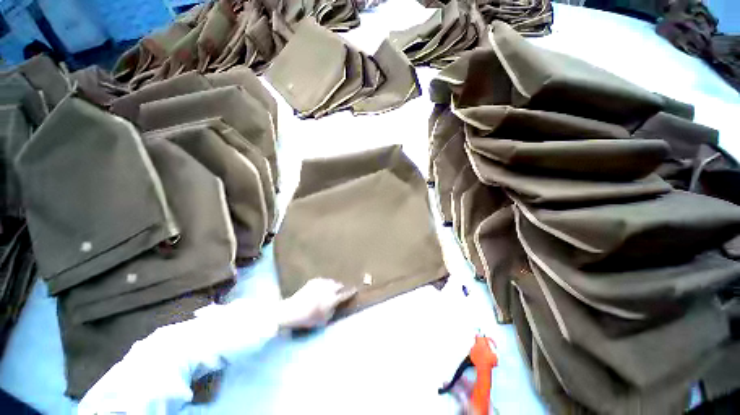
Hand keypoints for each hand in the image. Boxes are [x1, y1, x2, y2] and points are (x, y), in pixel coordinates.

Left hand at [278, 278, 356, 328]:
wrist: (290, 311)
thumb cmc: (307, 319)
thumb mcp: (322, 320)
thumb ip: (332, 311)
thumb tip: (337, 305)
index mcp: (331, 299)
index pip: (345, 294)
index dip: (351, 292)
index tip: (356, 290)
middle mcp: (327, 289)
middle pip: (339, 285)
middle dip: (341, 288)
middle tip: (342, 291)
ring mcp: (320, 284)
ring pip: (331, 281)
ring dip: (334, 285)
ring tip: (333, 289)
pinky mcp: (313, 281)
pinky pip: (323, 280)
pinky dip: (325, 283)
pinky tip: (323, 287)